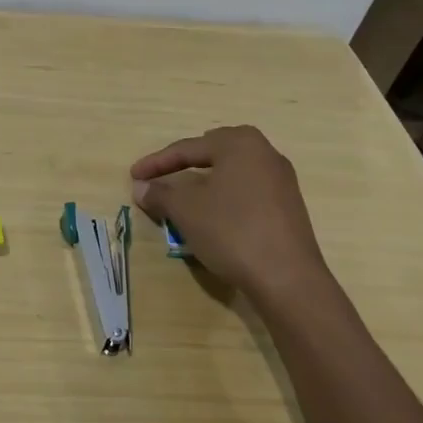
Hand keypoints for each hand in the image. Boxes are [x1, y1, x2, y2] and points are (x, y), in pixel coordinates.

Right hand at [130, 126, 330, 306]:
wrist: (287, 279)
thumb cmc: (232, 231)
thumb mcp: (186, 210)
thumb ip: (160, 193)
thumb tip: (141, 187)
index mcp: (240, 144)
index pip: (187, 148)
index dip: (156, 163)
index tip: (134, 176)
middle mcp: (265, 153)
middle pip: (214, 152)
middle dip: (185, 163)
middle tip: (162, 175)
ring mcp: (282, 181)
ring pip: (232, 173)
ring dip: (205, 182)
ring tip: (184, 196)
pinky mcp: (288, 207)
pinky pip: (247, 192)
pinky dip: (224, 197)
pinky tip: (214, 215)